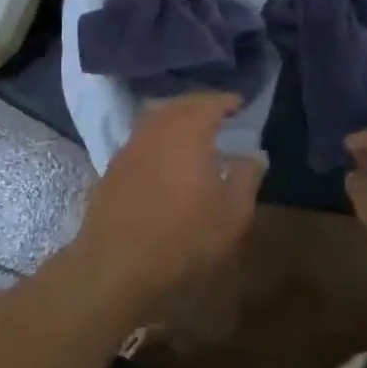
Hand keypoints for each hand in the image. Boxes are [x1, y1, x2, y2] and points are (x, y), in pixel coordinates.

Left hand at [68, 94, 263, 320]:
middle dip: (200, 105)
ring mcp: (130, 147)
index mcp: (188, 130)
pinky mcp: (112, 168)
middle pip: (180, 105)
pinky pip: (140, 140)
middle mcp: (156, 128)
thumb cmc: (184, 238)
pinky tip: (163, 157)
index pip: (210, 103)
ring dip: (175, 118)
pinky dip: (157, 138)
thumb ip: (246, 177)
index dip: (226, 101)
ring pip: (155, 119)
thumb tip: (254, 155)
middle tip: (217, 112)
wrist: (116, 266)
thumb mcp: (232, 214)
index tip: (239, 102)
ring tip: (192, 131)